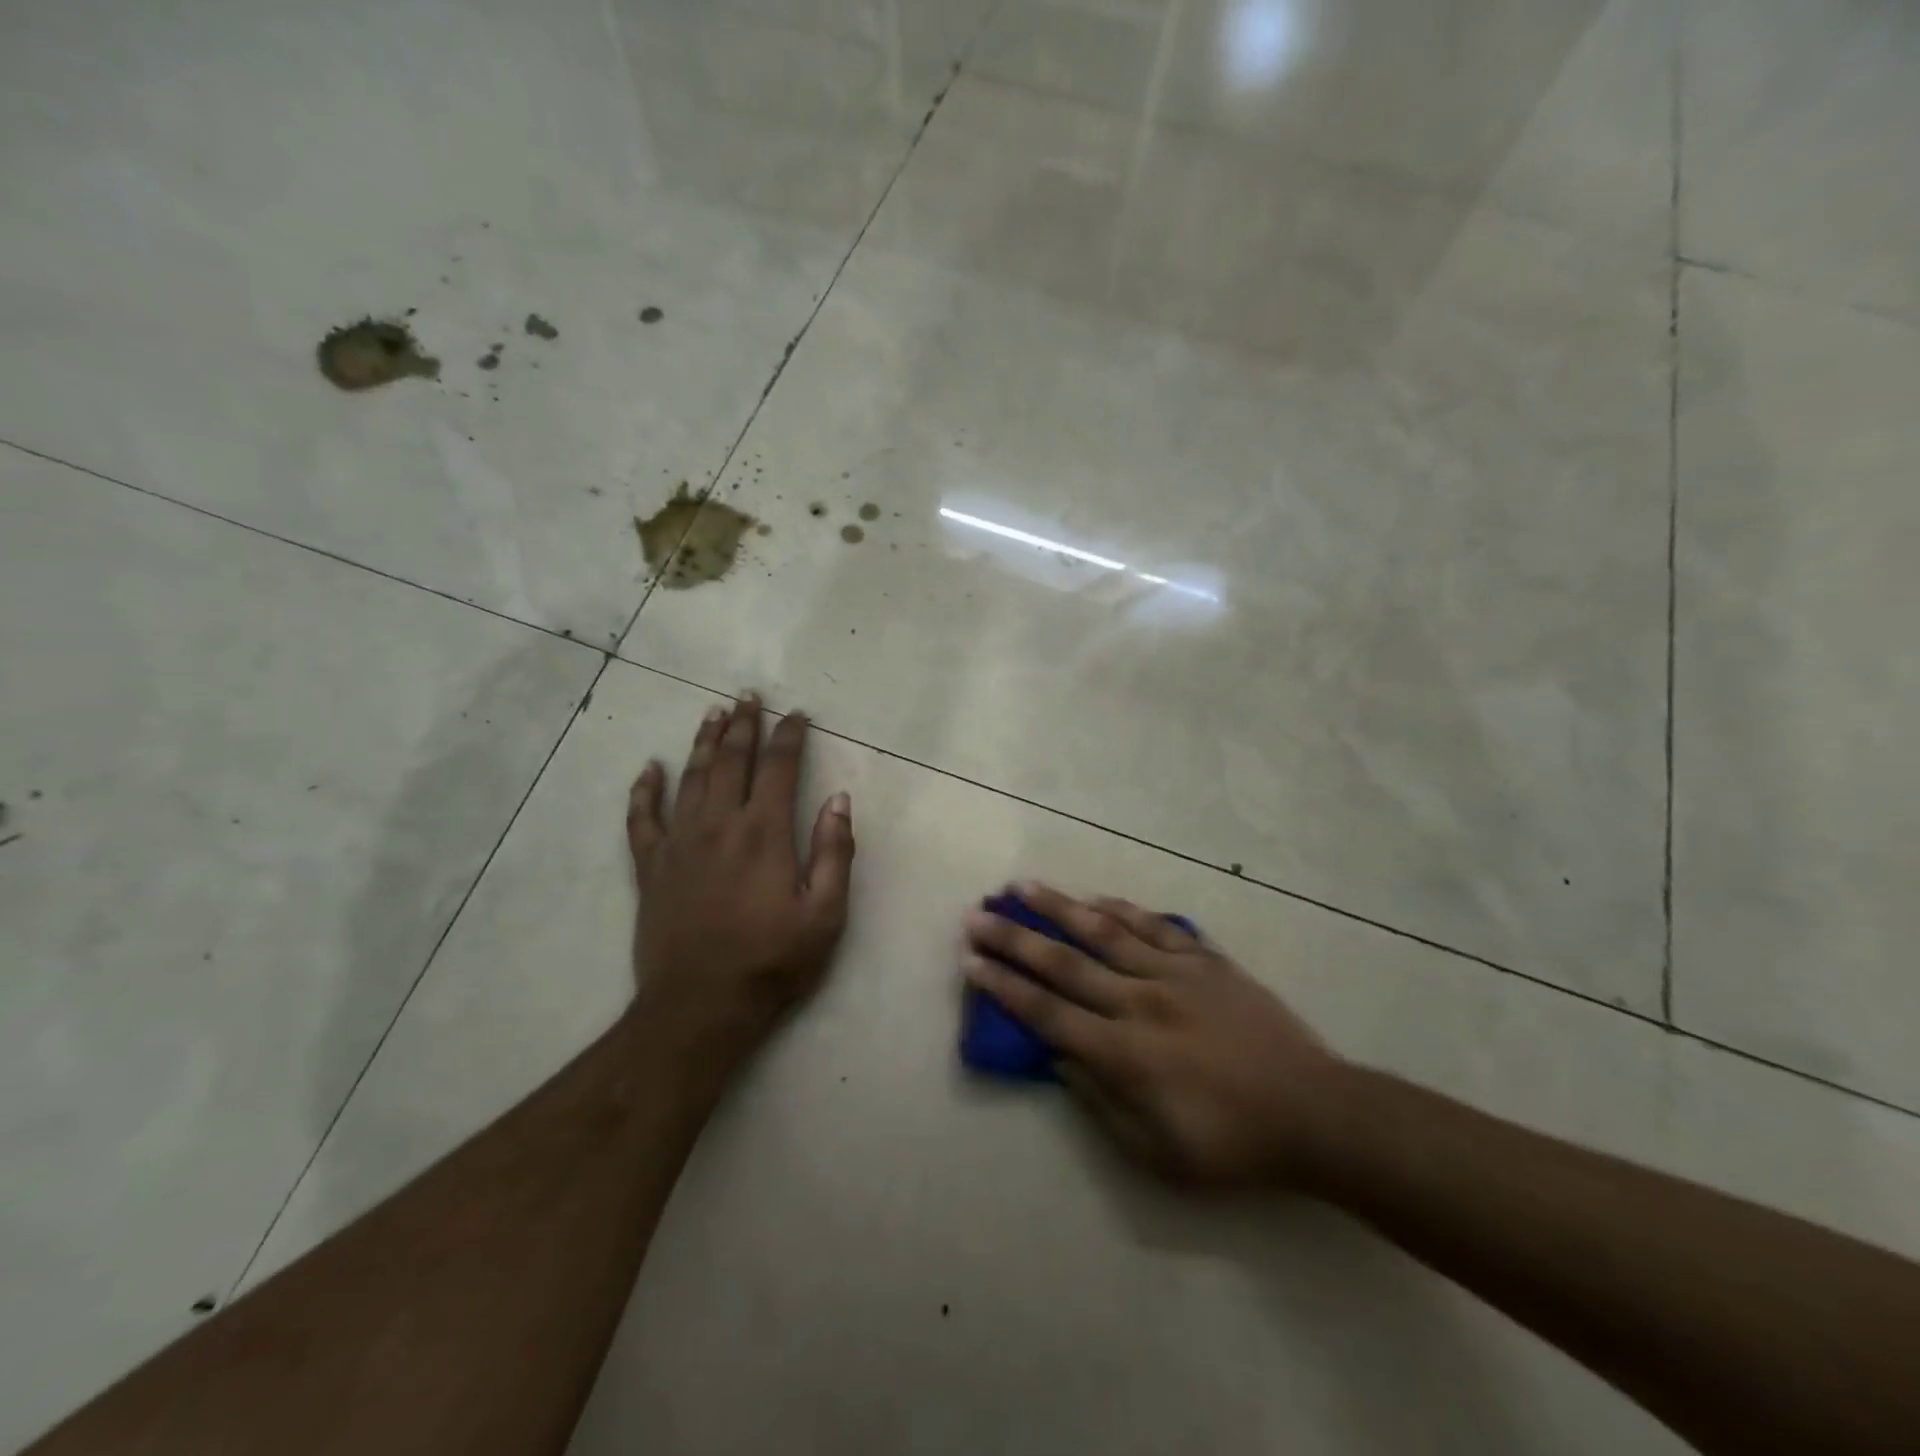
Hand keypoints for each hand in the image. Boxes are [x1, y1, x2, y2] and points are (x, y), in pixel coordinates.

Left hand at [627, 693, 854, 1064]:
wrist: (701, 1006)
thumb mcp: (826, 914)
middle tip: (749, 696)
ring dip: (703, 742)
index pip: (779, 768)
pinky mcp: (651, 867)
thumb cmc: (772, 961)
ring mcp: (680, 843)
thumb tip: (839, 799)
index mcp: (764, 833)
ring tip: (713, 713)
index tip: (798, 715)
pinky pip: (642, 819)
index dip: (789, 736)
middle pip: (731, 760)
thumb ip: (835, 852)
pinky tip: (649, 768)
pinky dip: (644, 790)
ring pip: (690, 778)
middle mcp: (719, 825)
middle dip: (743, 725)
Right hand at [962, 884, 1342, 1186]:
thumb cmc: (1231, 1144)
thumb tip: (1059, 1057)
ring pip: (1105, 931)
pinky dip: (1123, 910)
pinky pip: (1156, 927)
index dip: (1005, 986)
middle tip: (978, 913)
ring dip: (1059, 908)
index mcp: (1124, 1052)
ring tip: (1024, 886)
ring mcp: (1175, 974)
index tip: (970, 960)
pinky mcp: (1207, 961)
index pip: (1047, 1012)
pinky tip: (1099, 898)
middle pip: (1064, 963)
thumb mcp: (1155, 1152)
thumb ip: (1099, 1101)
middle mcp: (1140, 1001)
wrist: (1314, 1113)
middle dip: (1014, 938)